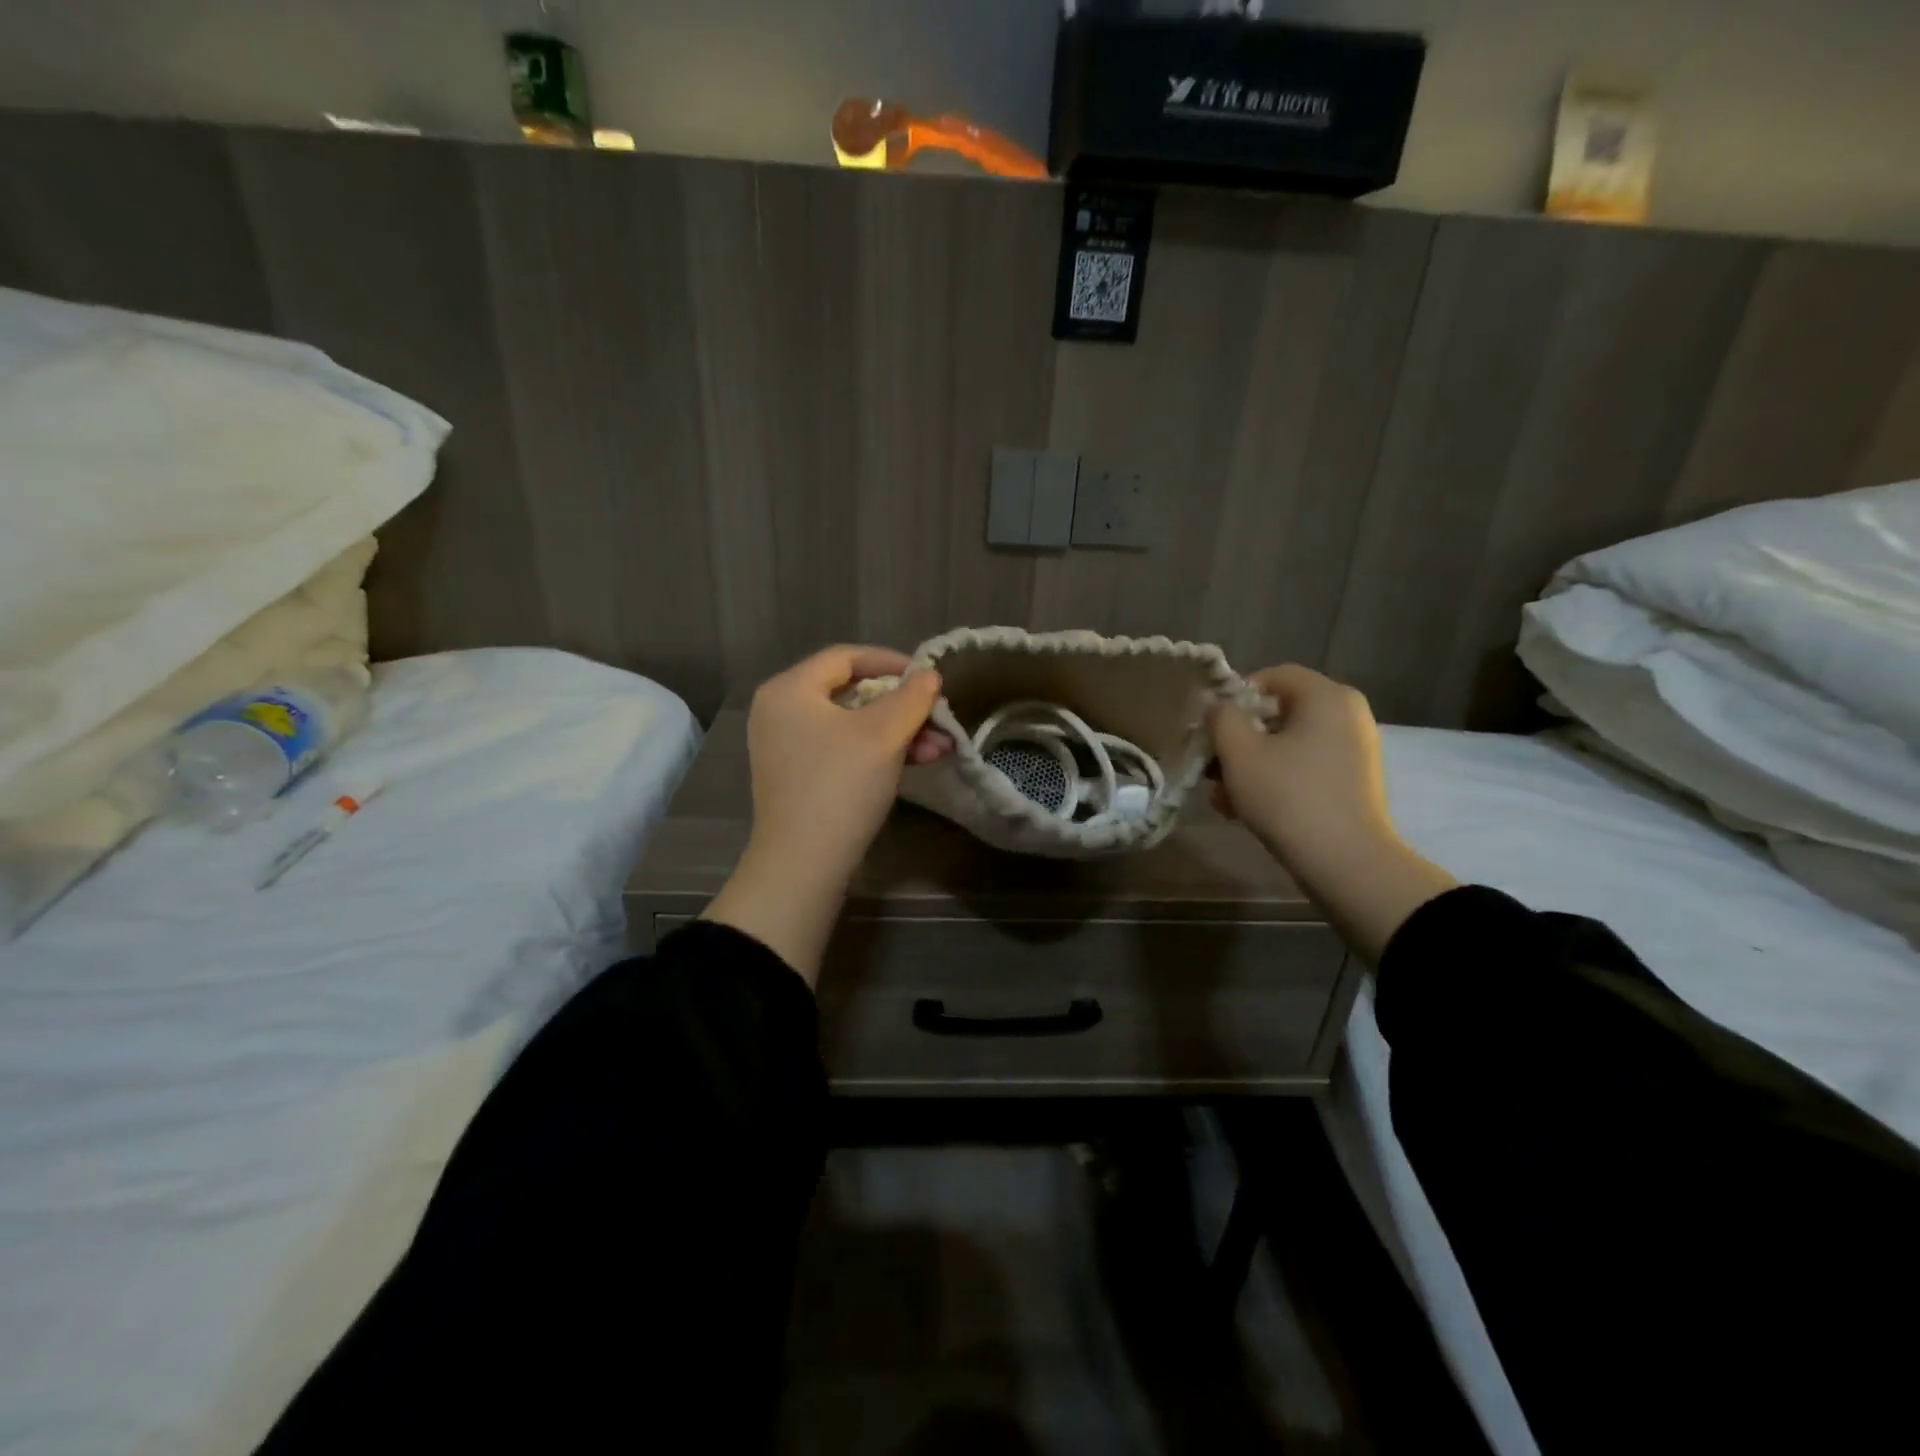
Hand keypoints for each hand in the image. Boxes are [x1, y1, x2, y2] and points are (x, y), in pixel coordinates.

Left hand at [701, 646, 943, 984]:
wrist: (803, 864)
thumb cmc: (841, 785)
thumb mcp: (883, 734)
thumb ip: (911, 697)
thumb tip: (929, 674)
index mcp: (790, 689)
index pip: (846, 657)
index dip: (892, 662)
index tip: (929, 678)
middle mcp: (781, 711)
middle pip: (852, 692)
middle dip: (903, 706)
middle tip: (940, 719)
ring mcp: (786, 746)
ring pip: (852, 724)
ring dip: (898, 732)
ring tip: (940, 749)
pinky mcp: (798, 776)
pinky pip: (842, 749)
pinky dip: (877, 751)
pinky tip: (915, 763)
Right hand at [1209, 665, 1454, 961]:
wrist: (1346, 862)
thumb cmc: (1288, 796)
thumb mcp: (1239, 752)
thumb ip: (1222, 717)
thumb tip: (1221, 707)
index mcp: (1327, 696)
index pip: (1272, 676)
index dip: (1234, 698)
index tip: (1212, 729)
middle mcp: (1348, 714)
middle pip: (1278, 714)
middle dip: (1239, 740)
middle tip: (1212, 769)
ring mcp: (1355, 750)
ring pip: (1288, 745)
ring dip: (1251, 766)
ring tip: (1224, 799)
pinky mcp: (1354, 782)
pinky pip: (1305, 767)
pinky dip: (1276, 780)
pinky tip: (1247, 810)